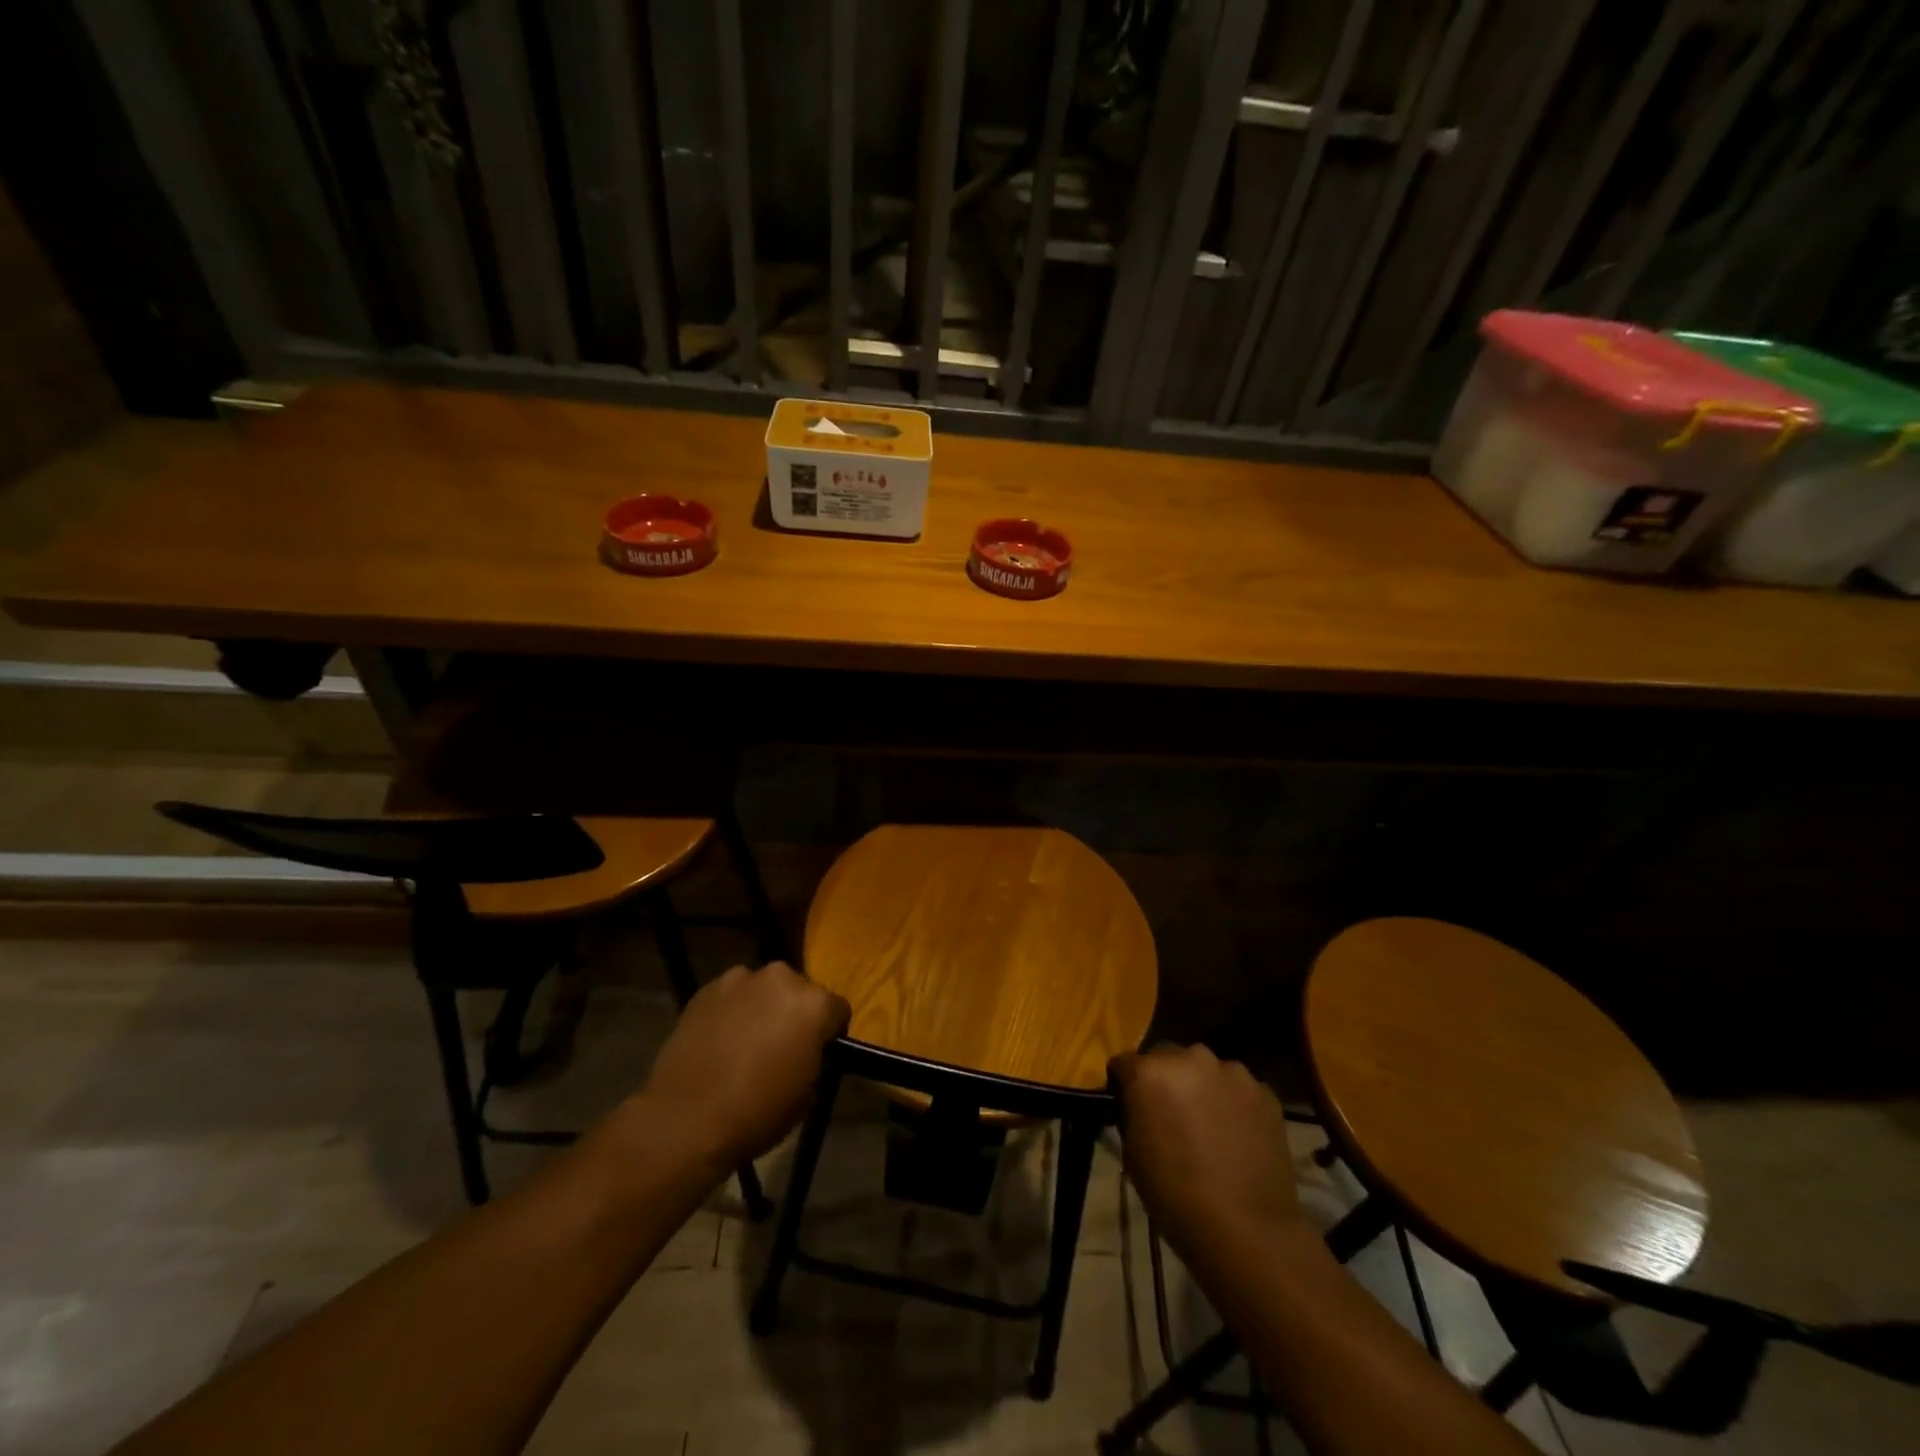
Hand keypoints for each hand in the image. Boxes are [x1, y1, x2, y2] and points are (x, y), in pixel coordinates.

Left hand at [637, 962, 849, 1168]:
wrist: (685, 1119)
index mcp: (814, 1003)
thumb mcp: (807, 1094)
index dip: (830, 1033)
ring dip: (762, 1008)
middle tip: (781, 1046)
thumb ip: (814, 1058)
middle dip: (794, 1013)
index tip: (818, 1054)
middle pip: (799, 991)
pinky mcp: (706, 988)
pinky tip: (720, 1041)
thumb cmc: (757, 1112)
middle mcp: (781, 978)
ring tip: (745, 1042)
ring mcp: (740, 979)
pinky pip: (731, 996)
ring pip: (763, 990)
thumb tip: (807, 1050)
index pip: (837, 1010)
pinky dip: (732, 1011)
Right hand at [1110, 1044, 1305, 1268]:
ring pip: (1206, 1070)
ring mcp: (1232, 1072)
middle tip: (1171, 1113)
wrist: (1246, 1228)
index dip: (1124, 1084)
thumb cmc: (1175, 1194)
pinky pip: (1238, 1089)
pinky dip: (1233, 1104)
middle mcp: (1190, 1058)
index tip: (1129, 1105)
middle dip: (1165, 1079)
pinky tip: (1237, 1135)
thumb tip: (1141, 1106)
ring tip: (1209, 1124)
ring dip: (1201, 1087)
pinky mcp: (1265, 1092)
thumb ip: (1134, 1114)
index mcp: (1150, 1071)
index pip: (1124, 1063)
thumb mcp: (1133, 1153)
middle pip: (1168, 1058)